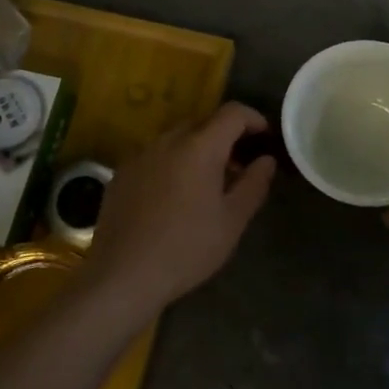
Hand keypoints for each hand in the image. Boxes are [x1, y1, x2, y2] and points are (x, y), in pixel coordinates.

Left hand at [86, 103, 276, 311]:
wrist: (123, 275)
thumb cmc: (187, 248)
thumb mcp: (232, 221)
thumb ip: (254, 183)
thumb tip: (266, 160)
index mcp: (199, 147)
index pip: (232, 113)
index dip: (253, 119)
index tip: (265, 137)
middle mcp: (167, 141)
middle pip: (203, 123)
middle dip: (225, 137)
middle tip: (239, 166)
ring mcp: (140, 155)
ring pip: (176, 139)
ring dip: (197, 150)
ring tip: (207, 183)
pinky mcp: (121, 173)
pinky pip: (155, 156)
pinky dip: (172, 163)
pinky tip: (174, 197)